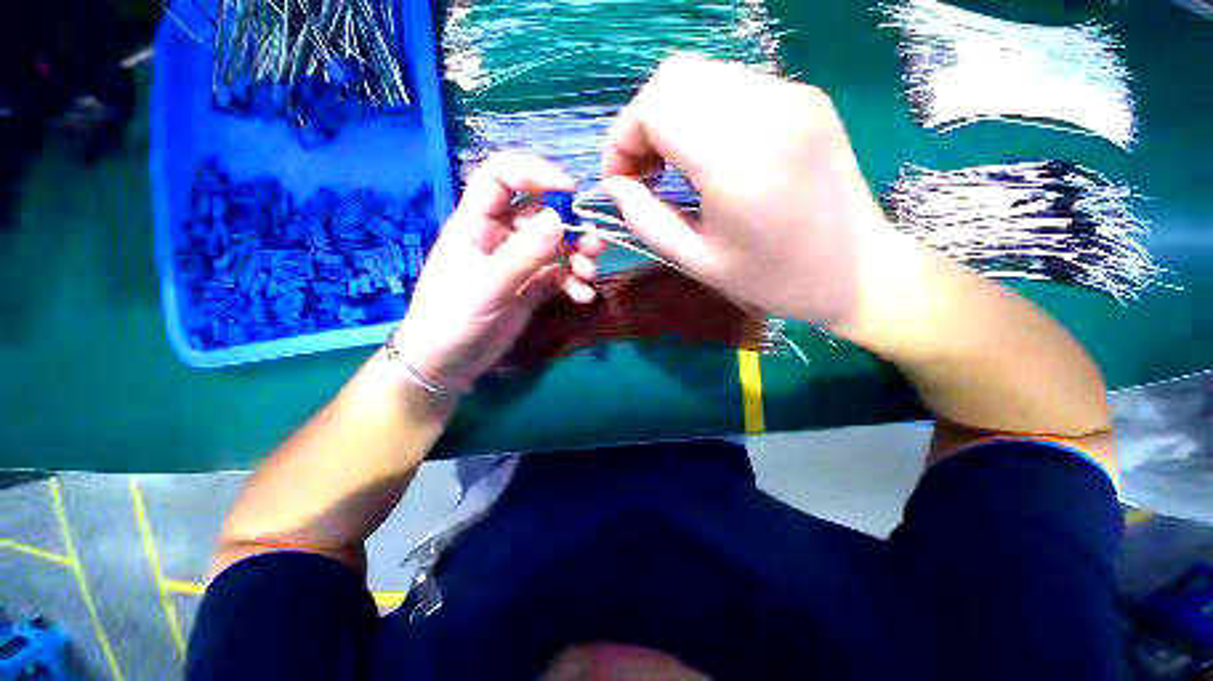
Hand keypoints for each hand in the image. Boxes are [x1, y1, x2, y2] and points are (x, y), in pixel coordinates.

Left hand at [392, 154, 602, 392]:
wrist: (448, 365)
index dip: (534, 174)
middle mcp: (501, 237)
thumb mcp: (485, 288)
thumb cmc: (451, 321)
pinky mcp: (533, 287)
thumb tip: (559, 219)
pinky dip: (574, 283)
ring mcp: (519, 263)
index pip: (502, 177)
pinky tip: (583, 297)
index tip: (570, 190)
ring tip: (589, 274)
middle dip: (571, 226)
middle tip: (593, 245)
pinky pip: (560, 275)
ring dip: (578, 256)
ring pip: (556, 245)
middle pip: (541, 213)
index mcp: (476, 224)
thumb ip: (521, 256)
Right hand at [602, 55, 895, 329]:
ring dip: (670, 118)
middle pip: (674, 78)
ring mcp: (791, 95)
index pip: (655, 106)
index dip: (622, 139)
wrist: (857, 270)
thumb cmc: (773, 278)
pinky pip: (731, 87)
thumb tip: (614, 186)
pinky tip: (707, 157)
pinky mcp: (804, 96)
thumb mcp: (697, 262)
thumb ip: (645, 220)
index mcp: (738, 159)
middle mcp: (767, 109)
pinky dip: (701, 115)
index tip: (621, 182)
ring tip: (672, 168)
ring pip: (701, 76)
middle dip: (642, 125)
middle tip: (643, 174)